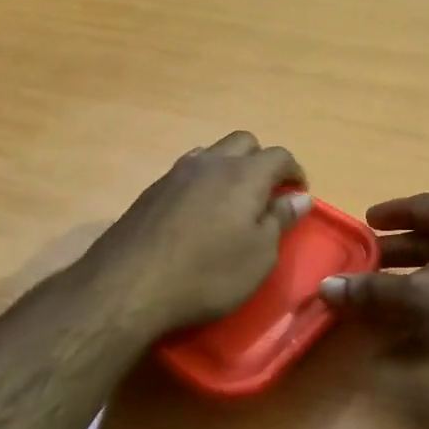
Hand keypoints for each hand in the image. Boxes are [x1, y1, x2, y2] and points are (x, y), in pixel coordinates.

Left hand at [84, 132, 310, 339]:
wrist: (129, 285)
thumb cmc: (208, 274)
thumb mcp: (259, 255)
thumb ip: (280, 220)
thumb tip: (299, 197)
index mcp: (244, 175)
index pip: (279, 156)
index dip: (294, 171)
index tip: (299, 193)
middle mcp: (211, 163)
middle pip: (244, 142)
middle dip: (261, 160)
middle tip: (267, 193)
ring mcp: (176, 174)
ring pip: (212, 153)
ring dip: (229, 168)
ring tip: (233, 201)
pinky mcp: (151, 191)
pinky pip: (187, 172)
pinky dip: (203, 182)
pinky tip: (199, 213)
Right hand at [318, 194, 428, 399]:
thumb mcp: (419, 299)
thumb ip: (371, 292)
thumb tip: (325, 287)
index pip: (421, 206)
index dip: (390, 213)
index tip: (363, 222)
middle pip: (428, 244)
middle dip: (390, 259)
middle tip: (355, 270)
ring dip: (402, 295)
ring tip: (364, 308)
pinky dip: (422, 322)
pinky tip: (392, 347)